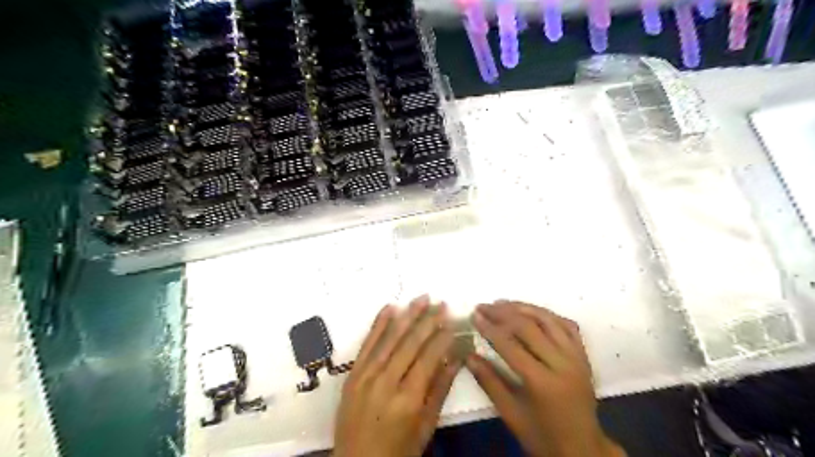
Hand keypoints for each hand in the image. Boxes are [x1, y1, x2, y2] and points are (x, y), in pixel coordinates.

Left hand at [330, 296, 456, 455]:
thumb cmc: (398, 451)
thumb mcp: (425, 427)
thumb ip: (440, 390)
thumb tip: (456, 359)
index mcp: (408, 398)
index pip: (429, 357)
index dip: (441, 337)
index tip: (452, 320)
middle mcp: (386, 381)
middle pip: (410, 343)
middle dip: (428, 320)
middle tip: (441, 303)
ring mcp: (366, 375)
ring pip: (390, 338)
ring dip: (407, 315)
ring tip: (421, 298)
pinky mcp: (353, 373)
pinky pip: (367, 343)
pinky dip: (379, 324)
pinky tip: (390, 308)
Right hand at [465, 299, 624, 456]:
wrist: (583, 448)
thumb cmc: (543, 435)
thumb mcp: (511, 414)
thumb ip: (489, 382)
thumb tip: (468, 356)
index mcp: (542, 382)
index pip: (511, 346)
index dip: (490, 328)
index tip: (474, 315)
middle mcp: (562, 363)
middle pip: (529, 327)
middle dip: (502, 313)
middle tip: (483, 306)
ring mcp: (576, 356)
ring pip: (548, 320)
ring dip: (523, 307)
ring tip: (502, 302)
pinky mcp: (583, 355)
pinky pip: (566, 325)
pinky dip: (547, 314)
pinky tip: (531, 311)